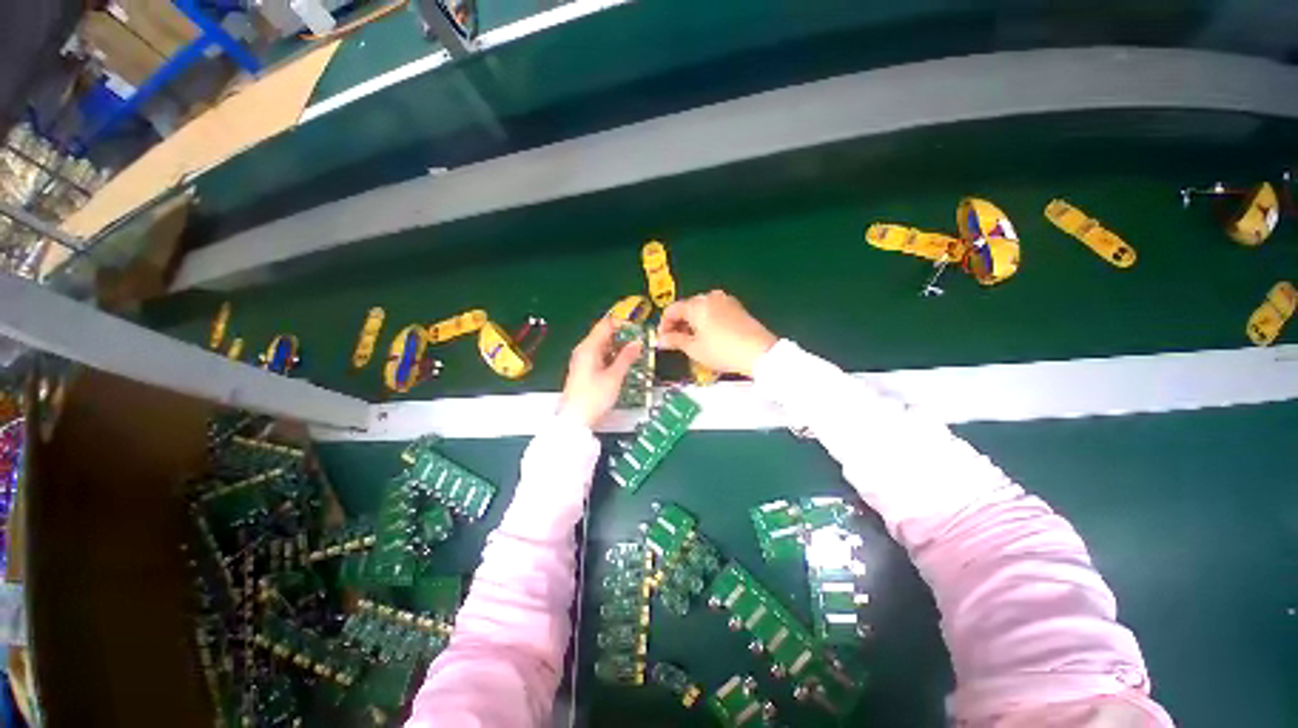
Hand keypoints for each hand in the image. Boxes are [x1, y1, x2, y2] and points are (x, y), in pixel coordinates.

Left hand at [558, 316, 642, 426]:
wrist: (575, 420)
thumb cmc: (593, 398)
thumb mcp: (614, 377)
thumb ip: (627, 357)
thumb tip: (637, 343)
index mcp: (589, 347)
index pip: (606, 324)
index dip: (623, 324)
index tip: (638, 330)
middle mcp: (583, 350)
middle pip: (604, 334)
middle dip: (623, 337)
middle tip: (641, 343)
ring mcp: (582, 360)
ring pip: (603, 346)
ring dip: (619, 348)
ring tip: (636, 355)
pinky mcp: (584, 370)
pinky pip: (600, 357)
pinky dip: (612, 357)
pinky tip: (623, 365)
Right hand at [657, 290, 776, 376]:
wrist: (759, 352)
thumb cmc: (721, 351)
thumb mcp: (694, 348)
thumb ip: (674, 341)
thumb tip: (660, 340)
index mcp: (697, 304)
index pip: (672, 310)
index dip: (663, 325)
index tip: (661, 340)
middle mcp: (710, 297)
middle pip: (687, 308)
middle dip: (678, 324)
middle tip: (674, 342)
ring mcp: (725, 300)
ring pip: (701, 309)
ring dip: (692, 323)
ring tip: (690, 341)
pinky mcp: (737, 307)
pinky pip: (714, 311)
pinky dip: (706, 321)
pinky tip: (707, 336)